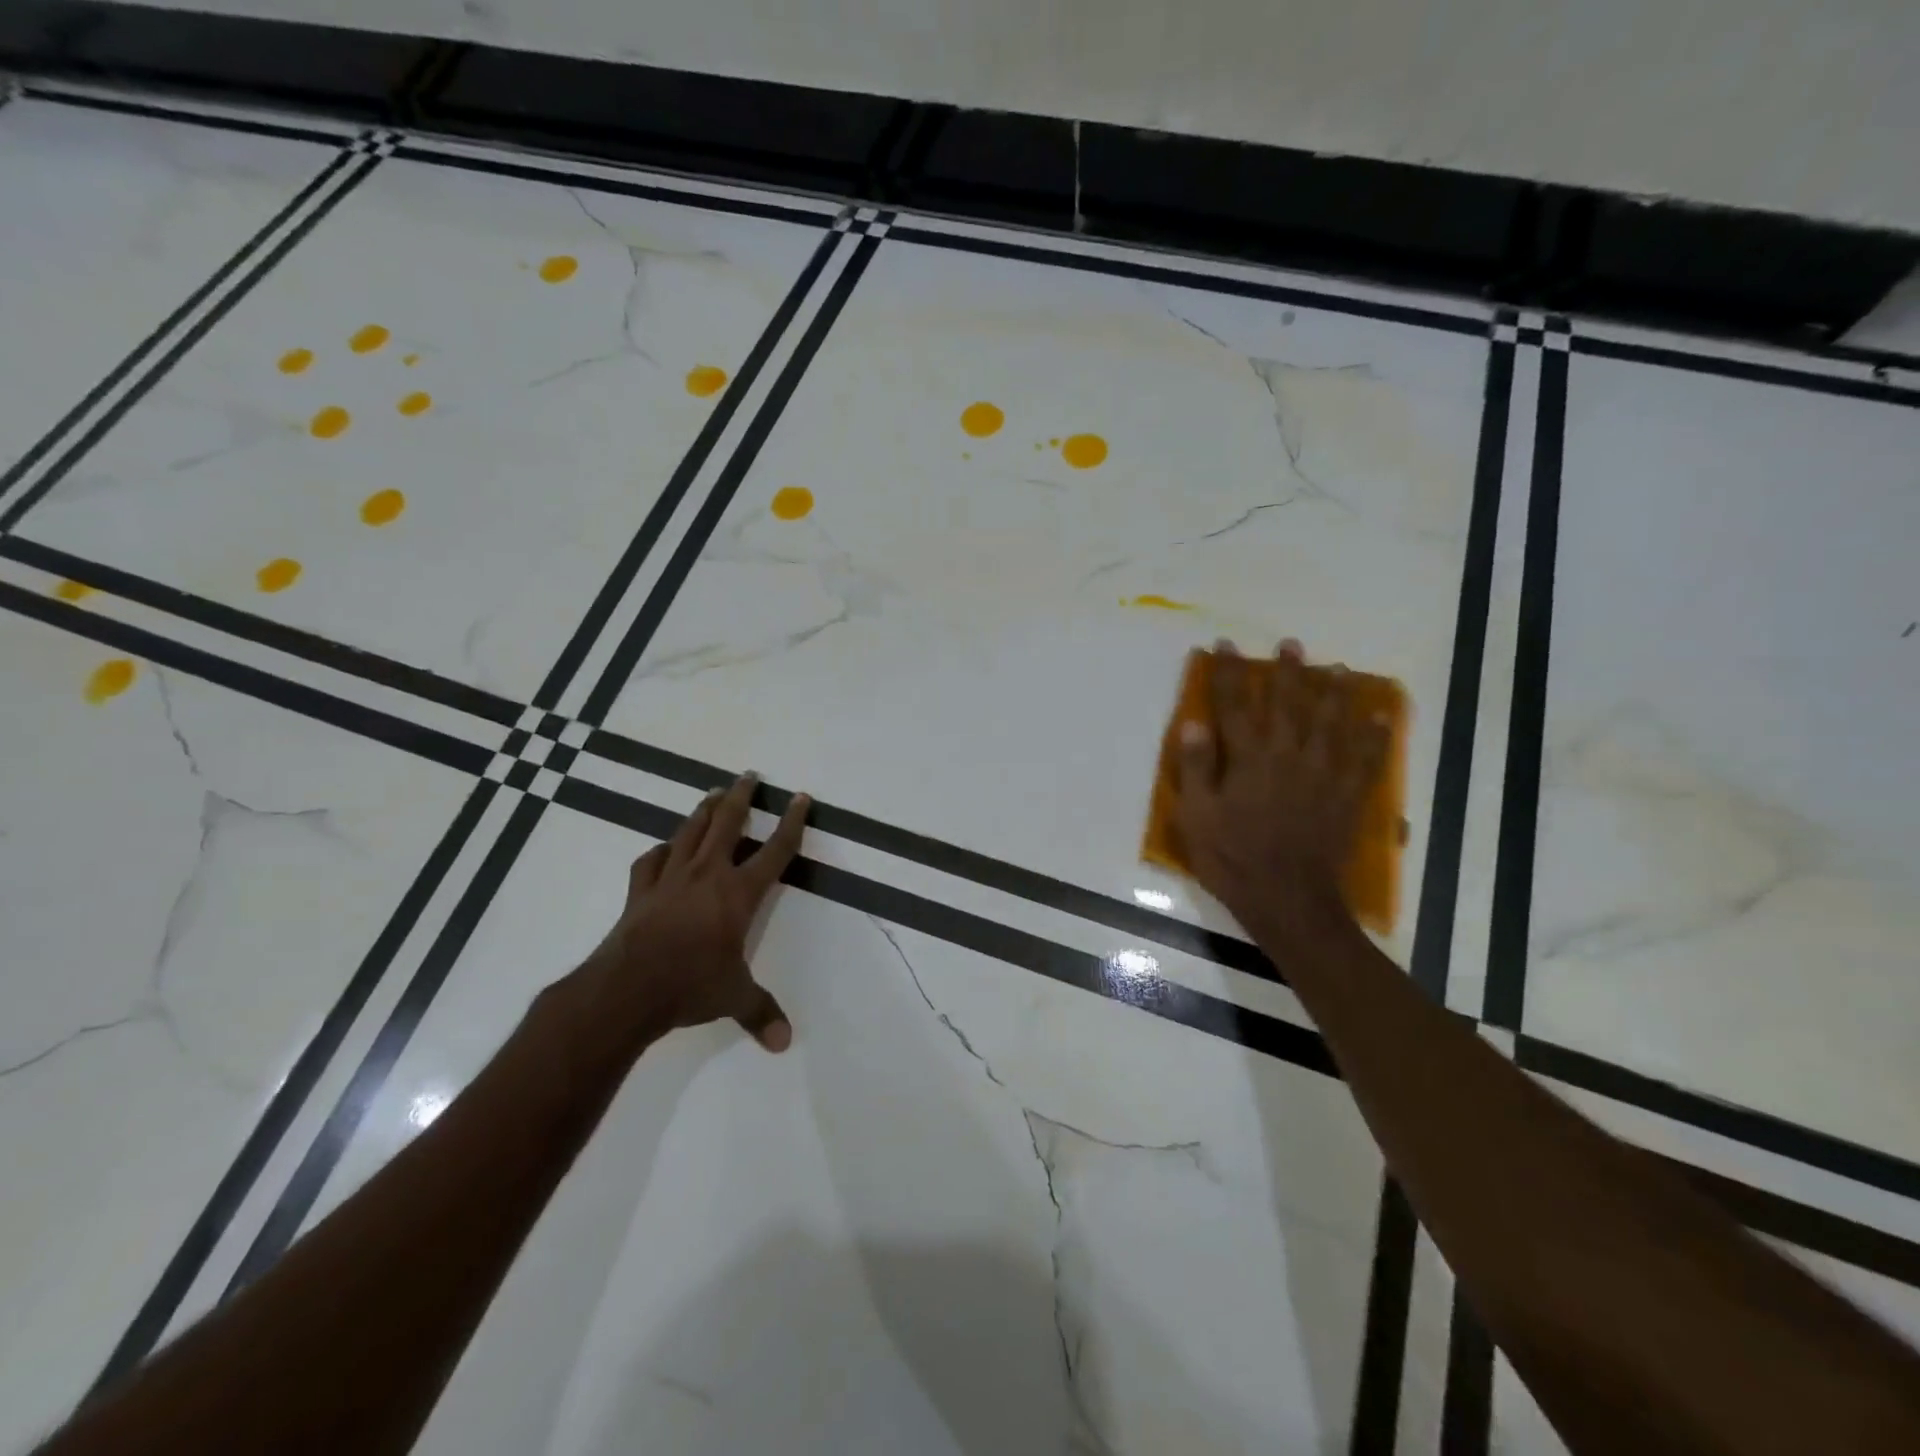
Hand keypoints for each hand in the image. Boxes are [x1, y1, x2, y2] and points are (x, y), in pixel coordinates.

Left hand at [549, 773, 811, 1066]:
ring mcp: (670, 879)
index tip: (800, 798)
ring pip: (690, 832)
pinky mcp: (640, 890)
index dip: (792, 822)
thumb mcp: (734, 998)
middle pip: (728, 824)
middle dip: (741, 797)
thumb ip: (762, 1013)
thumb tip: (785, 1043)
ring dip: (704, 810)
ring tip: (713, 794)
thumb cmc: (690, 986)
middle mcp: (707, 875)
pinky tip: (664, 849)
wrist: (626, 989)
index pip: (775, 850)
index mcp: (739, 893)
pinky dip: (661, 851)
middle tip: (748, 775)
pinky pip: (652, 861)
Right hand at [1172, 639, 1387, 938]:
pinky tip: (1379, 719)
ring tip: (1337, 669)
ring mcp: (1322, 776)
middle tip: (1291, 645)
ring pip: (1331, 724)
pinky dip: (1374, 737)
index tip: (1224, 646)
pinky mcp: (1346, 797)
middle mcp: (1288, 756)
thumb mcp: (1197, 817)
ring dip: (1334, 693)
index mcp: (1249, 759)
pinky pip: (1366, 760)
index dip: (1228, 674)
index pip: (1235, 706)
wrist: (1287, 898)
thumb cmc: (1232, 858)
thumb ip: (1196, 768)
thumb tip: (1193, 723)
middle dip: (1287, 672)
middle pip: (1288, 705)